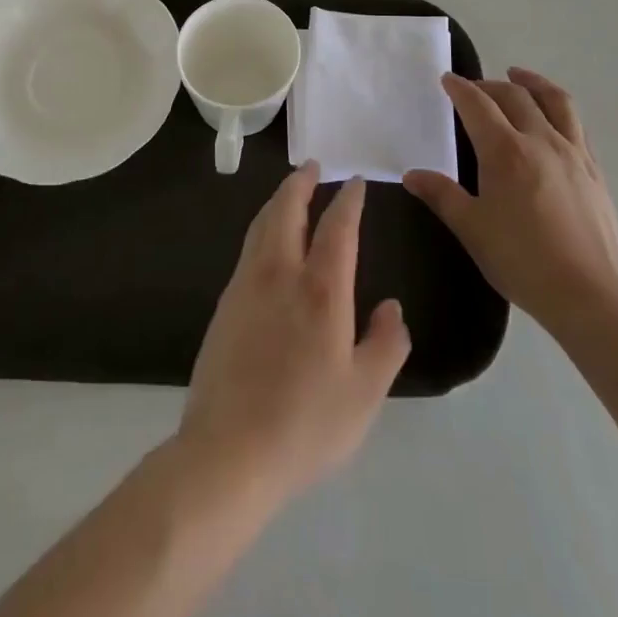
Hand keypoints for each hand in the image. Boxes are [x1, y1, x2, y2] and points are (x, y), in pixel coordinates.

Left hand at [177, 163, 410, 511]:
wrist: (228, 450)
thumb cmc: (305, 423)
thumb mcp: (364, 394)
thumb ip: (386, 345)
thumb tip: (392, 308)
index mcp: (321, 289)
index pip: (337, 227)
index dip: (348, 200)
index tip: (355, 182)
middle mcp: (281, 273)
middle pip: (287, 210)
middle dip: (301, 183)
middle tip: (311, 166)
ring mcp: (246, 285)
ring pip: (262, 224)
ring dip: (278, 201)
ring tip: (289, 192)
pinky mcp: (225, 304)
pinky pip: (247, 247)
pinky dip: (261, 227)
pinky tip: (266, 242)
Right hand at [405, 68, 617, 334]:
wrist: (591, 294)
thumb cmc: (522, 260)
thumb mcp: (472, 229)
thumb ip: (442, 196)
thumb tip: (412, 174)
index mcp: (505, 150)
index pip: (478, 104)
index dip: (460, 88)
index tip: (447, 80)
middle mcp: (540, 139)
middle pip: (514, 95)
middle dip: (490, 84)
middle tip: (474, 87)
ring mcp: (572, 152)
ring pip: (554, 100)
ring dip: (532, 82)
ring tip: (519, 76)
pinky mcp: (594, 169)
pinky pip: (576, 123)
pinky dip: (558, 107)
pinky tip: (553, 118)